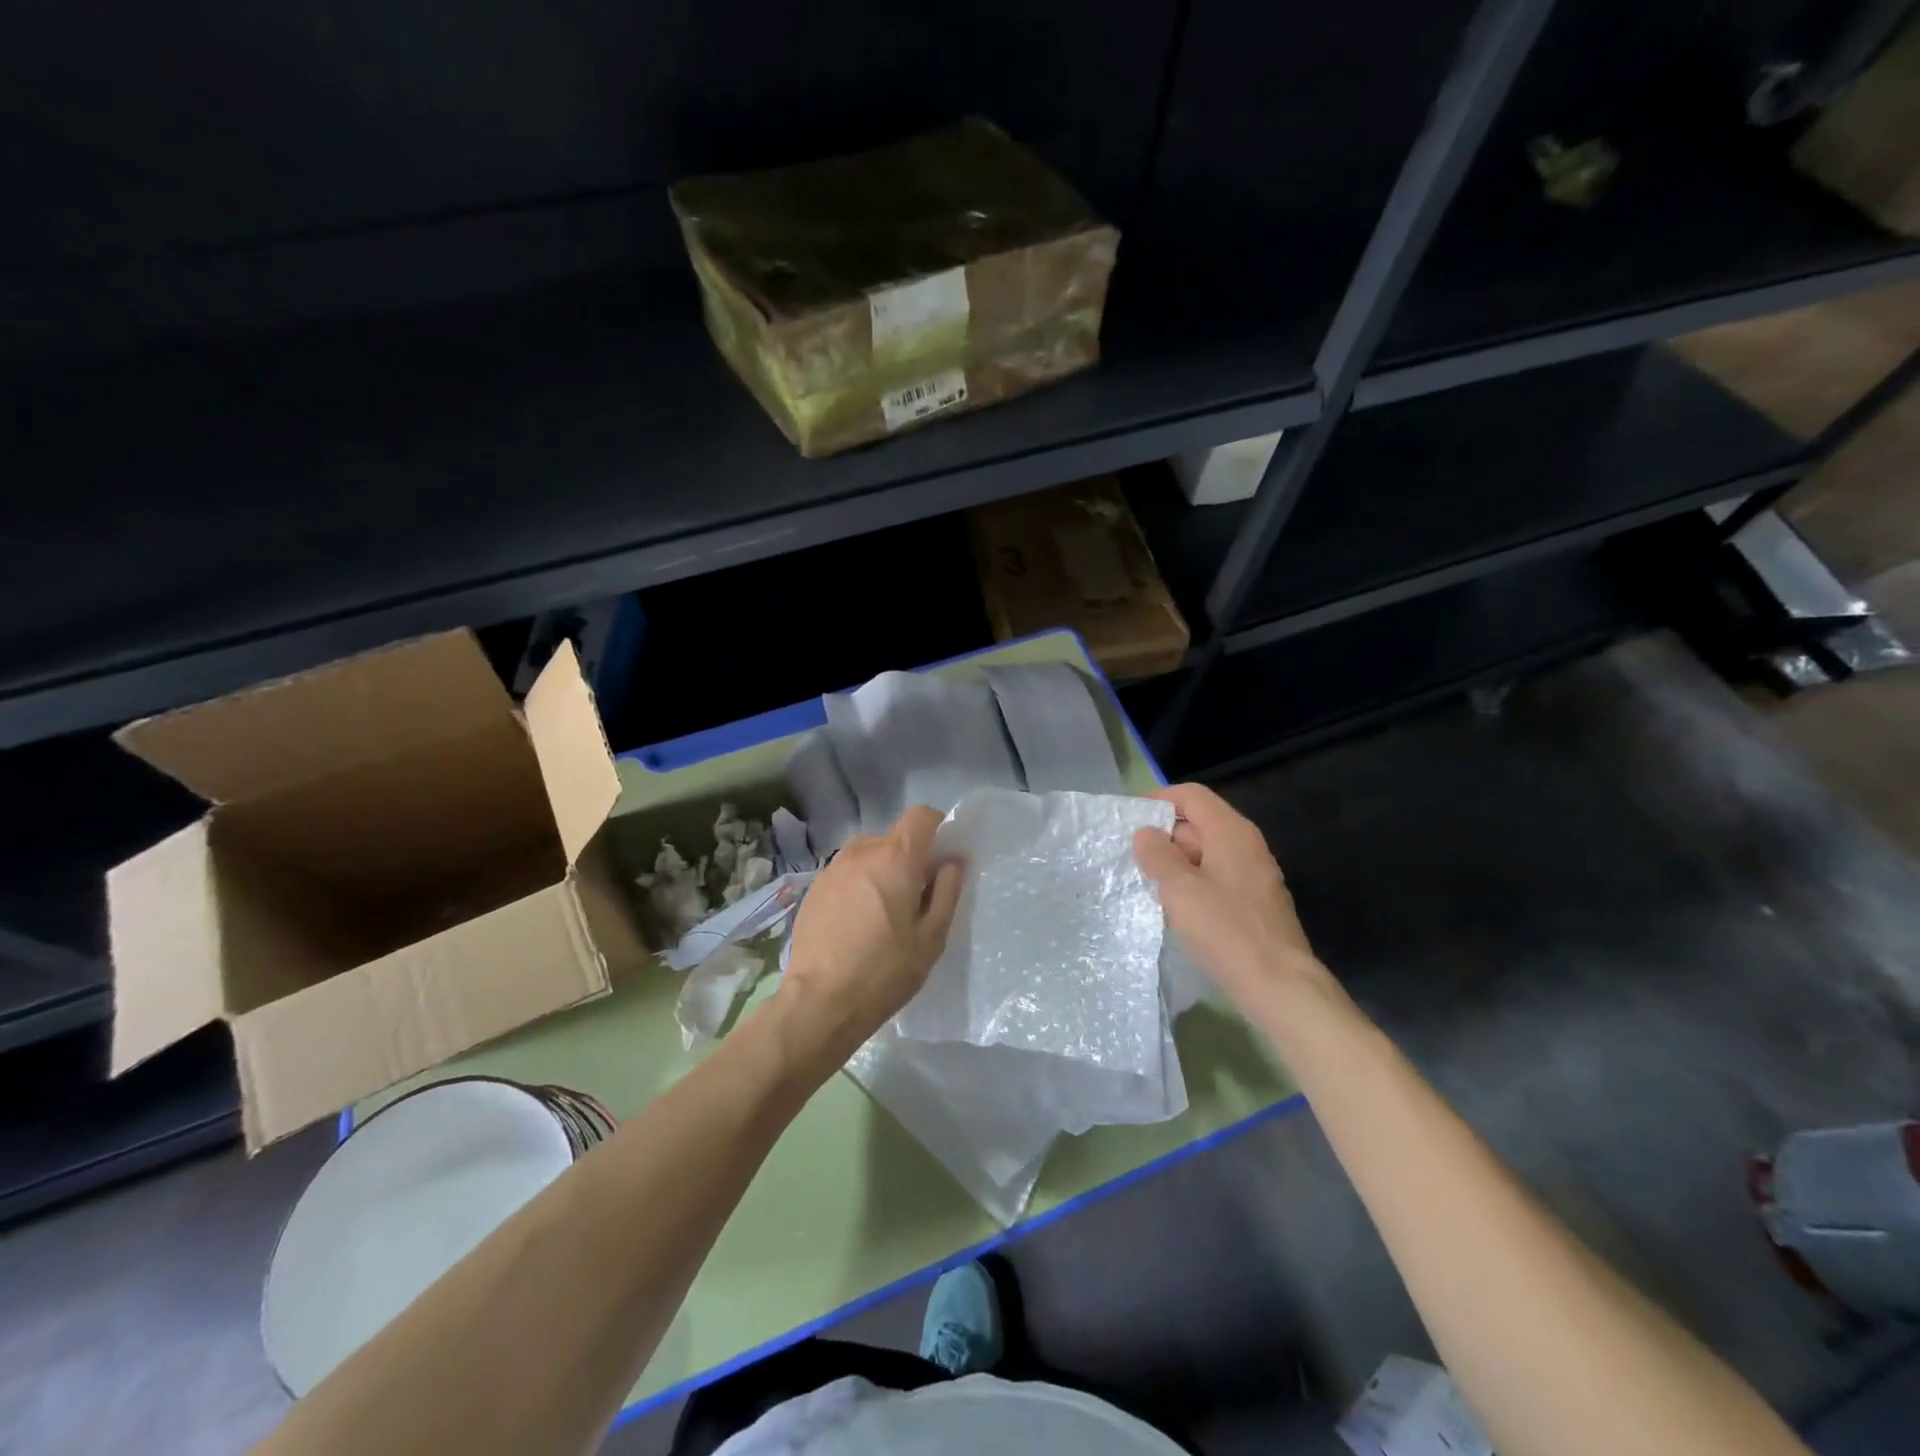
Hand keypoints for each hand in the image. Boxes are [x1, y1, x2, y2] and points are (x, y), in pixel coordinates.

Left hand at [776, 805, 964, 1068]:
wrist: (819, 1002)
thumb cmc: (885, 971)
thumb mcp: (931, 938)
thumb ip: (947, 892)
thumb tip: (952, 862)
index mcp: (896, 858)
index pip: (921, 816)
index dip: (936, 828)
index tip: (941, 858)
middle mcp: (862, 851)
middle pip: (894, 838)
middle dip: (909, 859)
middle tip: (915, 899)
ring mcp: (833, 868)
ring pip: (868, 854)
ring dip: (881, 871)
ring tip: (883, 913)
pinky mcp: (814, 887)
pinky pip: (847, 873)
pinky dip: (858, 885)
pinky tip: (856, 923)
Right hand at [1133, 783, 1329, 1017]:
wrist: (1279, 985)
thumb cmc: (1226, 930)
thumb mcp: (1180, 890)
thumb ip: (1157, 855)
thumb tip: (1145, 833)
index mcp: (1230, 831)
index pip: (1191, 795)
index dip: (1158, 800)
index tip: (1129, 820)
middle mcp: (1246, 844)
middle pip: (1199, 822)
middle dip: (1164, 835)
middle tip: (1132, 857)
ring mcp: (1254, 873)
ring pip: (1206, 852)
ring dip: (1176, 862)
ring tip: (1147, 882)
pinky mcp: (1254, 900)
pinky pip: (1216, 875)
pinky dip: (1192, 881)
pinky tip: (1175, 906)